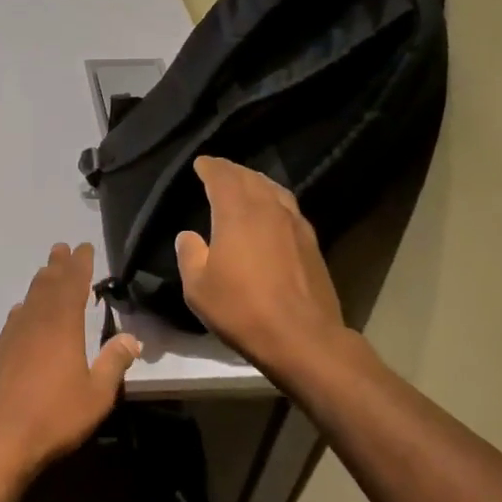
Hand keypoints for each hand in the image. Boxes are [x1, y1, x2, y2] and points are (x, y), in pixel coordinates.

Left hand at [0, 242, 140, 482]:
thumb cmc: (53, 417)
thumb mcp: (96, 394)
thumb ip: (113, 363)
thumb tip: (132, 338)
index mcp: (61, 326)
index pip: (72, 284)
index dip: (79, 265)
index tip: (83, 247)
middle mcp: (34, 323)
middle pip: (46, 286)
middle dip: (57, 266)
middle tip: (61, 248)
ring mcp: (11, 337)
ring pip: (28, 300)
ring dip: (39, 284)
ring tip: (46, 273)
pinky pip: (14, 320)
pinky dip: (23, 308)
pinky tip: (22, 313)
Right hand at [175, 157, 352, 376]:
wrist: (302, 337)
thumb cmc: (242, 309)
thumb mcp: (198, 287)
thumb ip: (190, 255)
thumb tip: (189, 236)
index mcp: (237, 213)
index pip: (222, 177)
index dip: (210, 167)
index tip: (201, 163)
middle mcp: (269, 209)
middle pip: (250, 178)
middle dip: (232, 171)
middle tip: (219, 169)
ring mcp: (295, 225)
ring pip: (274, 190)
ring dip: (256, 182)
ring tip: (246, 183)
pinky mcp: (311, 243)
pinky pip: (288, 208)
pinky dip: (274, 200)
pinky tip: (271, 212)